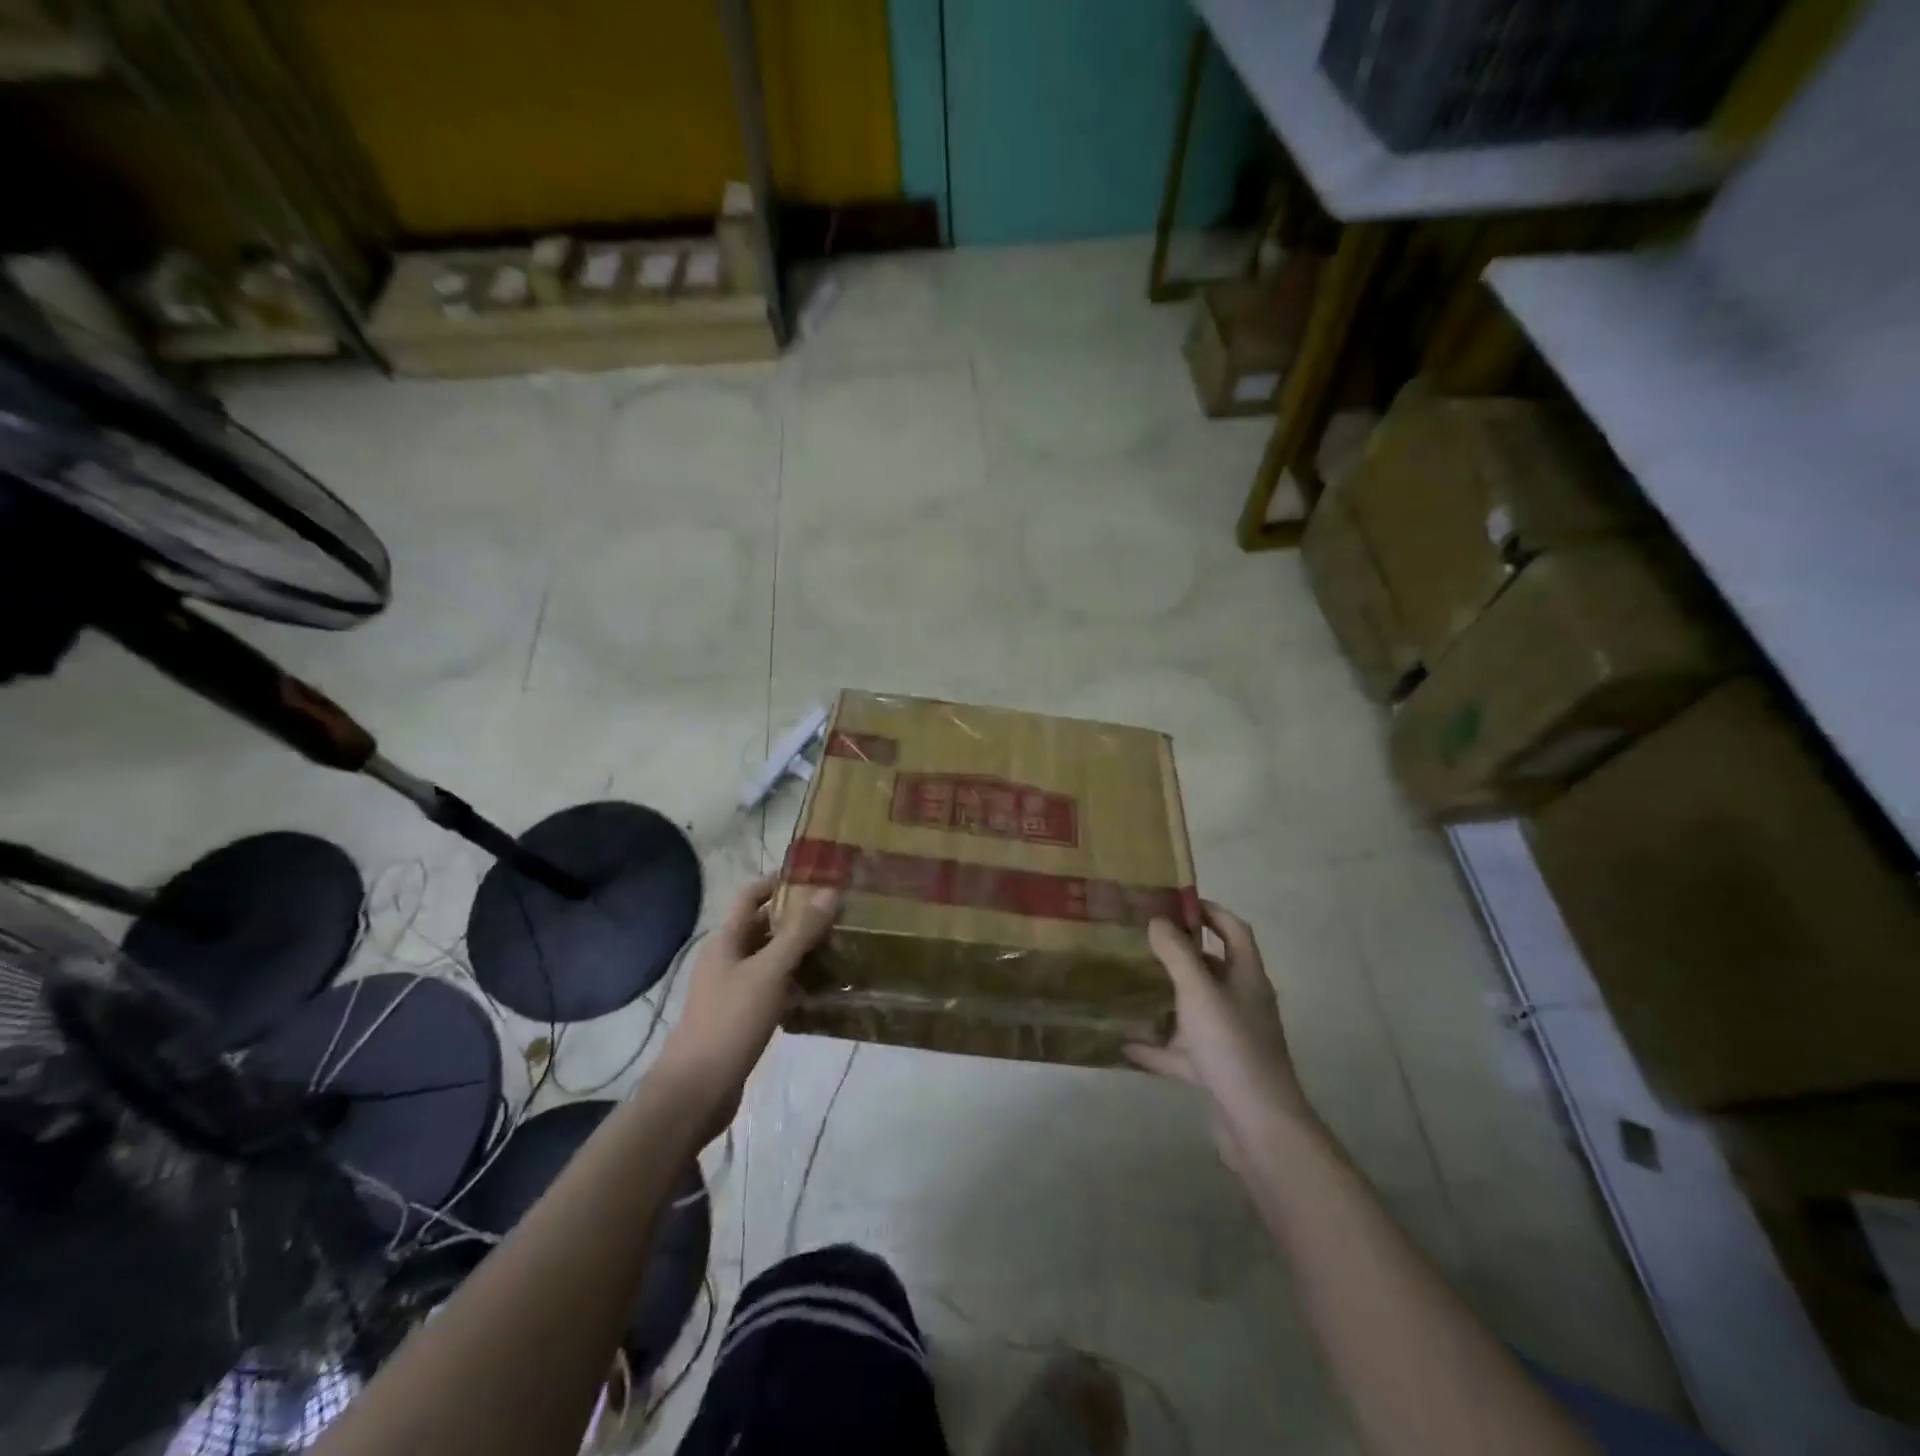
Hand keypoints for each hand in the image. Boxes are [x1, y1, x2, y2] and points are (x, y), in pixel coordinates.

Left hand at [656, 874, 839, 1139]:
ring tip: (840, 946)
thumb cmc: (730, 1022)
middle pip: (764, 925)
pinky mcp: (743, 1016)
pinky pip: (774, 986)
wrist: (695, 1092)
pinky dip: (796, 981)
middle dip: (798, 917)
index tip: (817, 878)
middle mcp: (727, 958)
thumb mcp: (769, 972)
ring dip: (801, 950)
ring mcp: (733, 988)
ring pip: (771, 957)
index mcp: (725, 939)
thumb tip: (830, 891)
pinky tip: (823, 988)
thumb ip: (800, 932)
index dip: (779, 882)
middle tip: (838, 913)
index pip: (751, 894)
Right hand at [1126, 902, 1311, 1171]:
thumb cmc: (1232, 1045)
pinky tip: (1126, 1046)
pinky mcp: (1218, 1073)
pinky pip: (1182, 1053)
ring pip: (1196, 1011)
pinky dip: (1156, 1049)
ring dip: (1168, 999)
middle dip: (1182, 954)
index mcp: (1247, 978)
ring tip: (1133, 985)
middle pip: (1213, 969)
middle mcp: (1243, 1004)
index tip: (1177, 902)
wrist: (1259, 1125)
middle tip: (1144, 941)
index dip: (1210, 912)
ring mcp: (1231, 1040)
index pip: (1234, 931)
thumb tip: (1158, 920)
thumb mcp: (1199, 991)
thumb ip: (1177, 953)